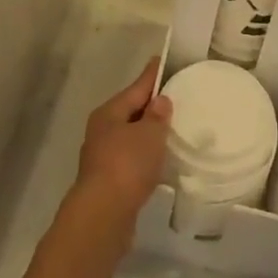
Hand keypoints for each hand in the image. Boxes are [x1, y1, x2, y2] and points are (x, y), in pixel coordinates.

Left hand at [72, 59, 171, 221]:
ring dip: (148, 135)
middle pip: (130, 112)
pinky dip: (145, 157)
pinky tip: (159, 163)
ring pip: (130, 138)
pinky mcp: (108, 182)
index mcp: (109, 113)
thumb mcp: (149, 135)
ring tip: (172, 132)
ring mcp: (102, 157)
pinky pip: (131, 160)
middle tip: (175, 99)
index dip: (152, 75)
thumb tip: (160, 101)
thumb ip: (157, 116)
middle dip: (150, 107)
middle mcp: (101, 131)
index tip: (161, 61)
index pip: (136, 88)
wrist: (103, 216)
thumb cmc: (127, 165)